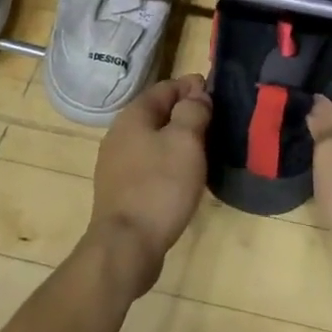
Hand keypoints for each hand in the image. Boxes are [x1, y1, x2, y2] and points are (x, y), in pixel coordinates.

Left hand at [86, 74, 211, 296]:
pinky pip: (148, 164)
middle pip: (157, 113)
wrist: (126, 245)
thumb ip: (193, 111)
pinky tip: (182, 176)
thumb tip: (196, 93)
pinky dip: (167, 162)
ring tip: (203, 149)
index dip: (192, 86)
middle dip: (185, 113)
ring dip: (177, 140)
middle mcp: (119, 133)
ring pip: (152, 140)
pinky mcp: (120, 190)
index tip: (216, 93)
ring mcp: (116, 163)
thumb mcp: (185, 141)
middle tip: (215, 122)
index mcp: (133, 116)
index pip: (166, 87)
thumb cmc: (160, 186)